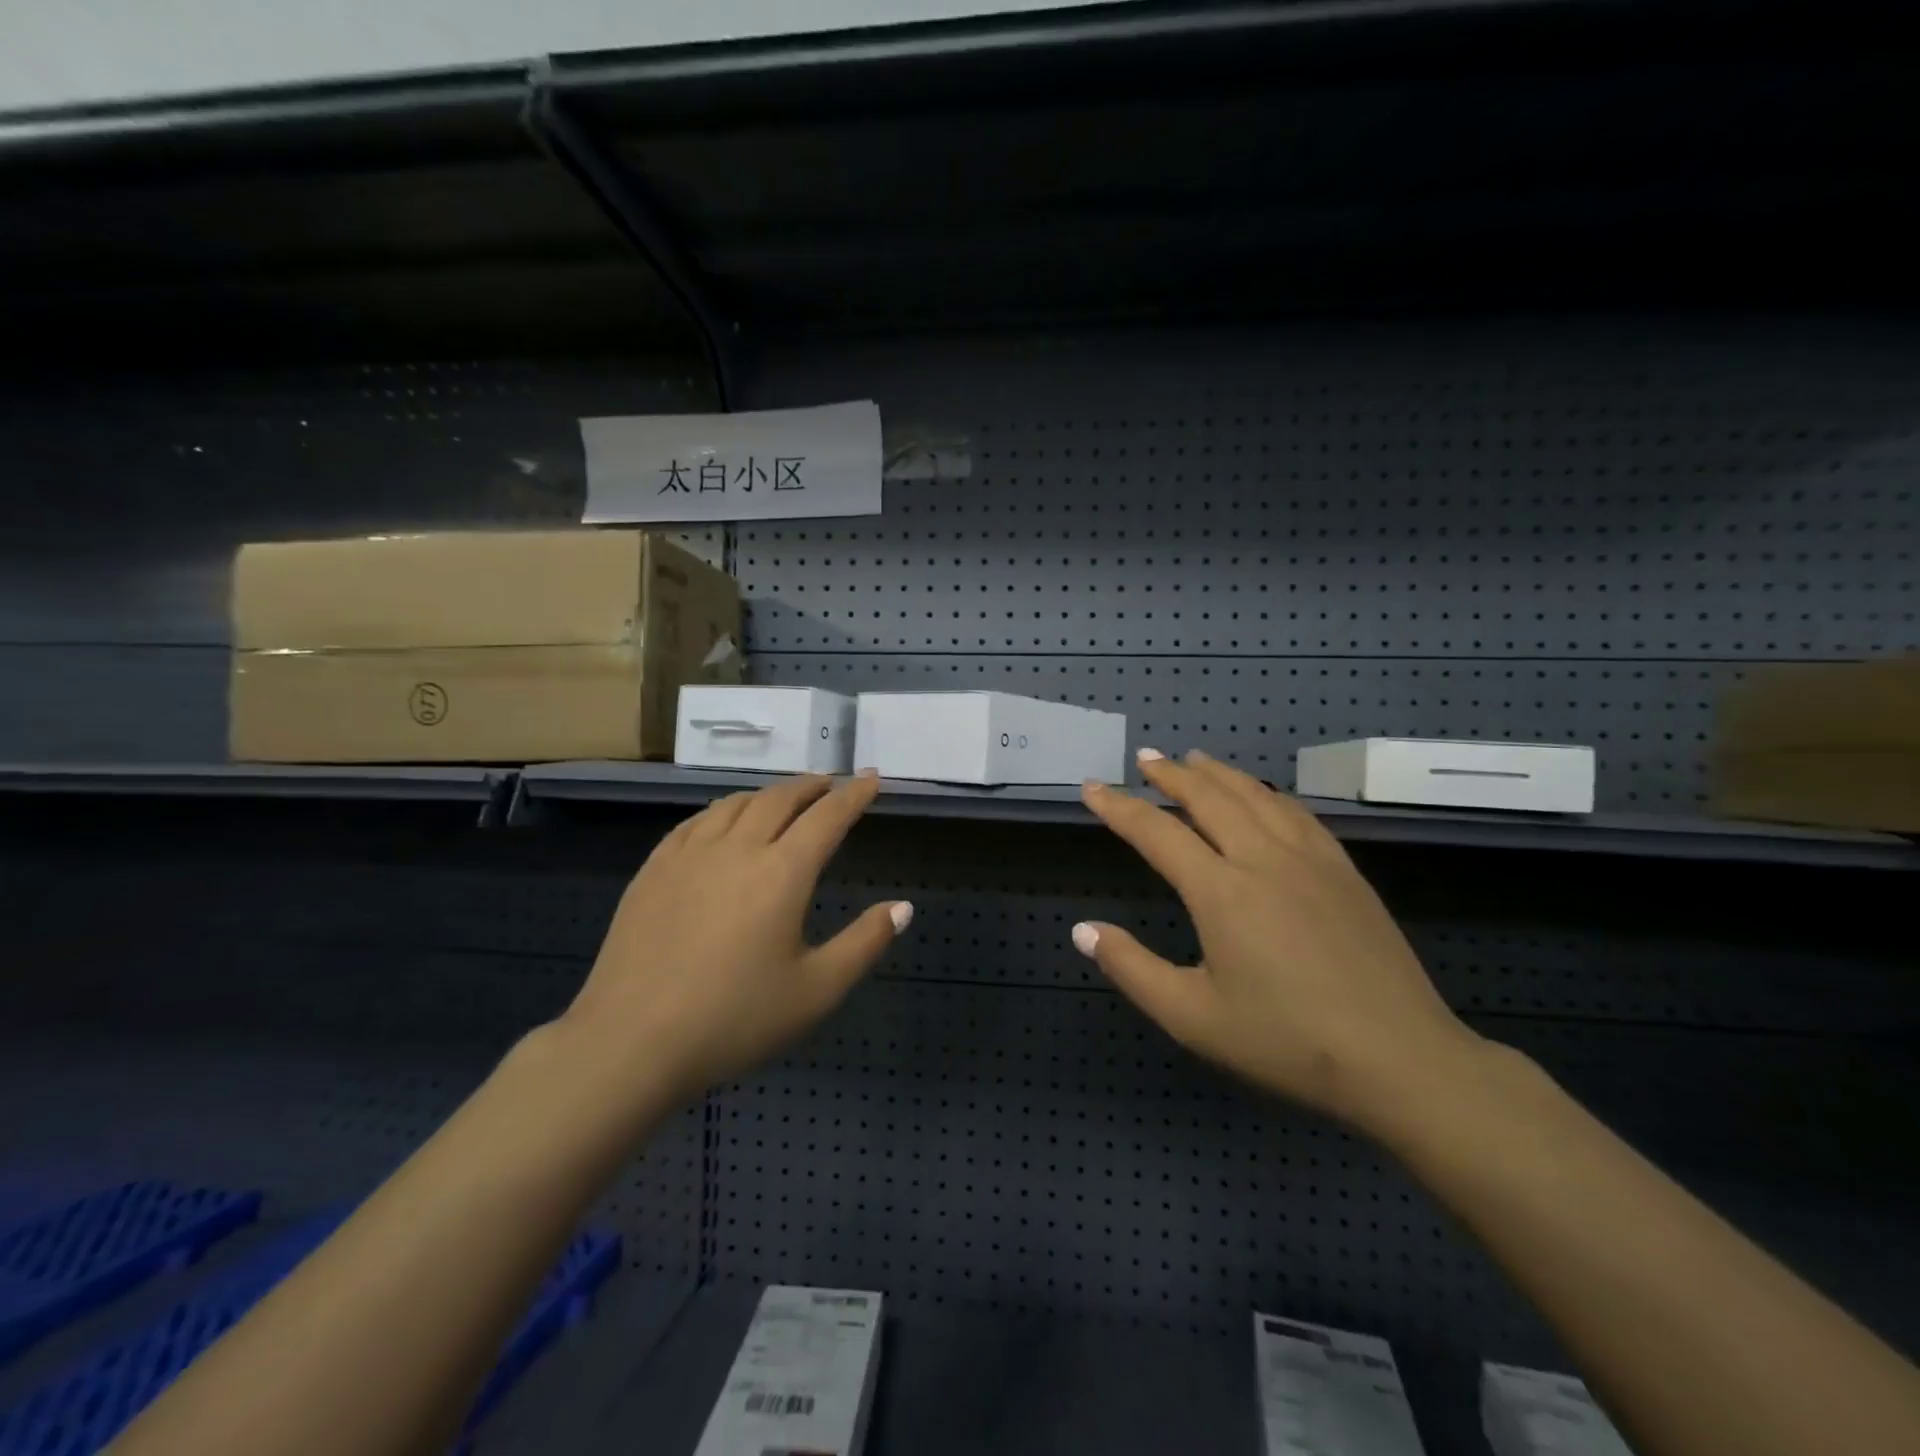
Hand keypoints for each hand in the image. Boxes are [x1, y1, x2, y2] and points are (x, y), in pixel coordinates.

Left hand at [557, 773, 908, 1106]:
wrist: (630, 1042)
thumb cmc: (734, 1020)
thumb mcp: (816, 992)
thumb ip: (865, 943)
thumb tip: (904, 907)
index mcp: (782, 873)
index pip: (827, 817)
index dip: (854, 795)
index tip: (873, 778)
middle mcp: (737, 849)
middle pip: (779, 799)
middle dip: (811, 786)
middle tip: (830, 784)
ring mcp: (689, 856)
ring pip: (735, 804)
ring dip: (768, 794)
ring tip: (783, 798)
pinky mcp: (653, 870)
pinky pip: (695, 822)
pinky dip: (722, 810)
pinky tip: (722, 821)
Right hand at [1076, 749, 1483, 1133]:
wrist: (1401, 1059)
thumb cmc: (1287, 1042)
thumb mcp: (1192, 1018)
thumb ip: (1132, 968)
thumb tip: (1082, 930)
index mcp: (1221, 892)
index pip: (1157, 833)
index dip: (1119, 807)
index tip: (1092, 787)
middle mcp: (1263, 859)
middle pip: (1209, 797)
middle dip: (1171, 774)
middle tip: (1145, 758)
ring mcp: (1310, 861)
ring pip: (1256, 796)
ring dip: (1219, 773)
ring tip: (1194, 759)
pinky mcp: (1345, 872)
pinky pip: (1298, 813)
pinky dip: (1267, 792)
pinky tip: (1263, 795)